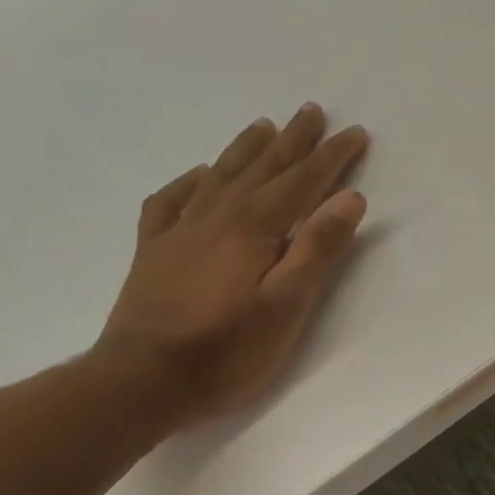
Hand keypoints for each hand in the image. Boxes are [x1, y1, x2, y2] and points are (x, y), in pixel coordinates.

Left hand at [93, 103, 369, 430]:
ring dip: (246, 149)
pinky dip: (189, 182)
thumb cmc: (226, 351)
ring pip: (219, 177)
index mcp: (254, 228)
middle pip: (262, 169)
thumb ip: (318, 249)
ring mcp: (180, 232)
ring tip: (263, 126)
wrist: (139, 383)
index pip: (302, 182)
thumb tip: (350, 198)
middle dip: (292, 140)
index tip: (355, 133)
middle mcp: (217, 217)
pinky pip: (170, 201)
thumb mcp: (287, 306)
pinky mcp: (154, 252)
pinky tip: (198, 175)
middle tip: (311, 111)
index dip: (331, 158)